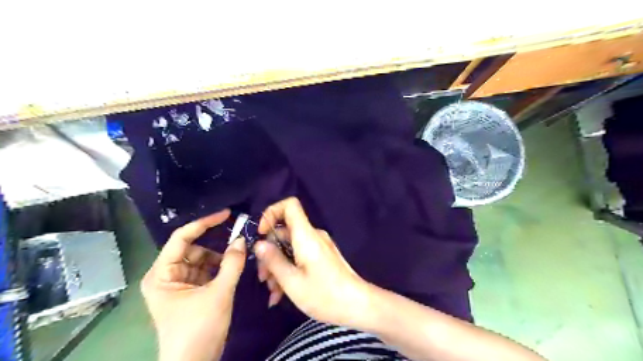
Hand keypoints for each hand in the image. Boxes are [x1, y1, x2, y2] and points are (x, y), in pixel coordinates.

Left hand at [142, 210, 246, 360]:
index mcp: (162, 274)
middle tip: (238, 241)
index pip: (181, 238)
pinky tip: (231, 269)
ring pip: (200, 260)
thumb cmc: (199, 329)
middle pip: (192, 249)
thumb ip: (231, 263)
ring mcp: (177, 284)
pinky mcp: (188, 292)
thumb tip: (241, 239)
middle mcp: (166, 276)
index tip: (226, 214)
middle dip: (215, 247)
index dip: (204, 223)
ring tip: (237, 260)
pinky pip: (204, 271)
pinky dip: (218, 268)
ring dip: (219, 259)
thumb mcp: (219, 293)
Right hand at [251, 198, 371, 326]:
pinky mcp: (322, 256)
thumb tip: (259, 244)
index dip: (271, 213)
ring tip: (273, 292)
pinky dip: (289, 269)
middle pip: (285, 231)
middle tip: (263, 277)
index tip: (261, 234)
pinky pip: (300, 255)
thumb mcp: (292, 281)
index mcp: (306, 235)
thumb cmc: (324, 294)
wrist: (357, 305)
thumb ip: (274, 260)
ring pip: (290, 246)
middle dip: (269, 251)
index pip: (290, 205)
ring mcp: (318, 246)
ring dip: (278, 265)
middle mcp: (313, 235)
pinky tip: (282, 292)